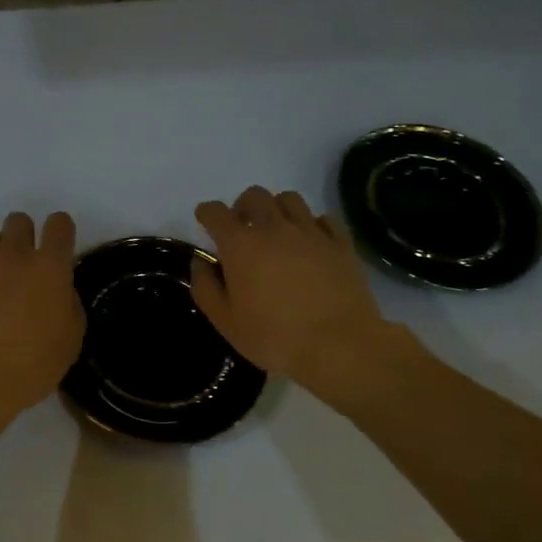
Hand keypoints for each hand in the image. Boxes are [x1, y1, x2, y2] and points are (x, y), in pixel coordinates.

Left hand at [0, 211, 85, 425]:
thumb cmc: (30, 367)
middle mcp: (12, 256)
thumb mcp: (70, 342)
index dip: (60, 230)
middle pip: (18, 220)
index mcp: (49, 268)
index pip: (60, 224)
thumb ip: (69, 306)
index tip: (58, 245)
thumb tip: (60, 291)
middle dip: (23, 235)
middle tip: (22, 263)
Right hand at [190, 186, 423, 410]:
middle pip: (254, 195)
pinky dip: (311, 224)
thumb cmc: (274, 336)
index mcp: (240, 244)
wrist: (340, 346)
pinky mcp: (340, 243)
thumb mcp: (225, 321)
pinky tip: (309, 242)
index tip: (205, 220)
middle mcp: (274, 228)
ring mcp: (311, 232)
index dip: (206, 213)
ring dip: (276, 208)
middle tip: (242, 228)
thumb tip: (201, 263)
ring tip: (276, 231)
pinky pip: (323, 219)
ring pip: (289, 199)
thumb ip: (206, 287)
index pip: (216, 212)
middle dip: (242, 206)